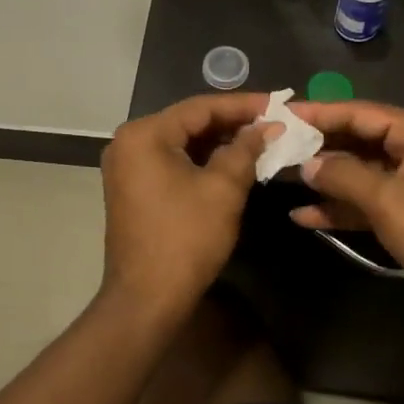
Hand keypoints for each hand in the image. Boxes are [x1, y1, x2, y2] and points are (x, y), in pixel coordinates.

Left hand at [98, 94, 270, 322]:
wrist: (147, 299)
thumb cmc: (186, 238)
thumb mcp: (223, 189)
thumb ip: (245, 150)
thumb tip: (268, 128)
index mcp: (144, 134)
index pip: (200, 107)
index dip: (242, 105)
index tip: (277, 104)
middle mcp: (128, 142)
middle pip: (188, 122)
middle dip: (231, 123)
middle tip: (272, 123)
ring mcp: (127, 166)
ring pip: (181, 143)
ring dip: (218, 142)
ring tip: (259, 141)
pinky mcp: (132, 188)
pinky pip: (171, 162)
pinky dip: (201, 161)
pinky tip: (232, 162)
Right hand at [288, 100, 403, 342]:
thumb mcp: (386, 200)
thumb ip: (342, 175)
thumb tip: (306, 163)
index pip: (361, 113)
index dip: (319, 113)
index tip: (281, 114)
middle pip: (359, 139)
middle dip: (319, 147)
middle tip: (275, 146)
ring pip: (359, 171)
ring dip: (325, 179)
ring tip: (281, 178)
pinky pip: (367, 200)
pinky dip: (340, 207)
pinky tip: (304, 216)